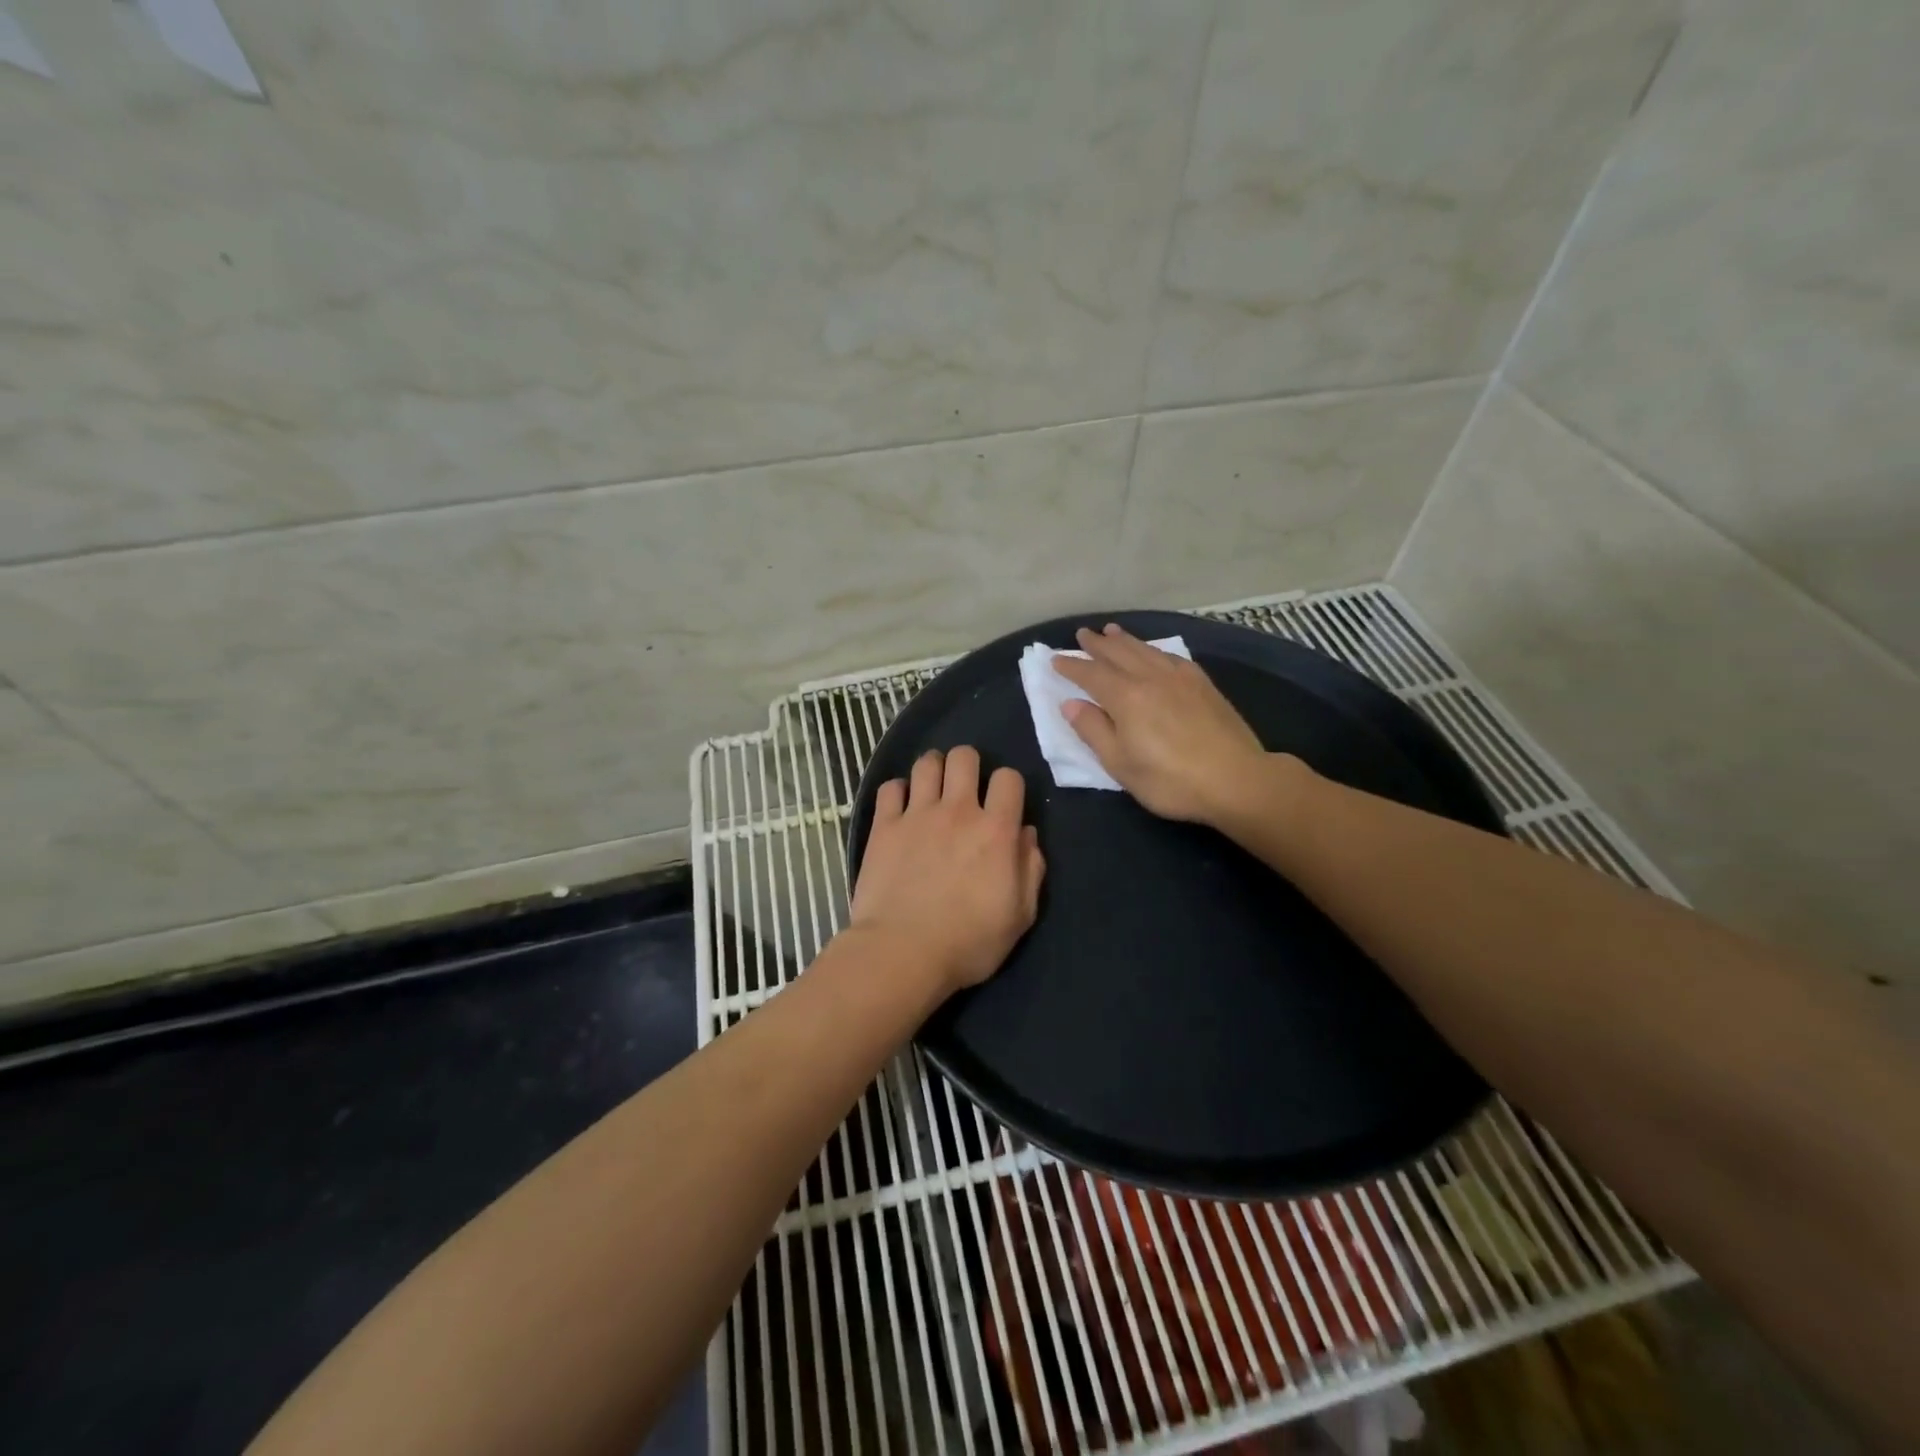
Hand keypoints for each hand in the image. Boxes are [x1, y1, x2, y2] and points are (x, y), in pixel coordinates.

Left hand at [850, 746, 1045, 994]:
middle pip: (964, 757)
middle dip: (968, 764)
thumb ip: (1030, 870)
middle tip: (964, 788)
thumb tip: (1026, 834)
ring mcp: (917, 815)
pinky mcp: (884, 826)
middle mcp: (958, 811)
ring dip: (934, 770)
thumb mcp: (1020, 916)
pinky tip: (901, 807)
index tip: (1002, 804)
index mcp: (996, 831)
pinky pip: (890, 787)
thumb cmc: (968, 942)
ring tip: (932, 789)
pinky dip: (898, 791)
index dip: (1008, 786)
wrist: (903, 953)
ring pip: (926, 763)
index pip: (1009, 778)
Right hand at [1052, 624, 1273, 825]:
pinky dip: (1154, 650)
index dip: (1072, 666)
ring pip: (1145, 650)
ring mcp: (1180, 678)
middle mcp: (1151, 678)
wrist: (1237, 779)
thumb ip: (1093, 731)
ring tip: (1112, 631)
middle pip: (1119, 654)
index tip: (1055, 660)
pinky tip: (1154, 652)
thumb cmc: (1170, 780)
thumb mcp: (1120, 764)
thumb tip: (1070, 703)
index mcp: (1126, 698)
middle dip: (1097, 644)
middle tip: (1082, 634)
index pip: (1091, 675)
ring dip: (1125, 640)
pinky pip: (1170, 657)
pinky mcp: (1203, 684)